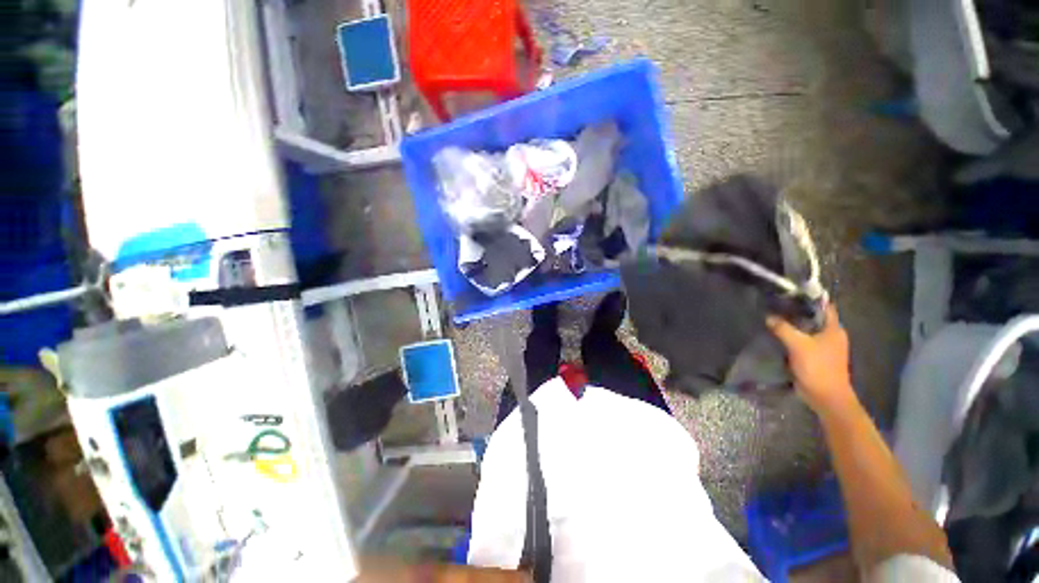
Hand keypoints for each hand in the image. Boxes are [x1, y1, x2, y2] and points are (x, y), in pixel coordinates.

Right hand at [767, 303, 856, 414]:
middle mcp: (831, 335)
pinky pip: (802, 341)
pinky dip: (791, 337)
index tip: (790, 292)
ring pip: (807, 330)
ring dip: (793, 325)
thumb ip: (783, 329)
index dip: (809, 297)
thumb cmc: (818, 367)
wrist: (825, 397)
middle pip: (813, 318)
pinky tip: (777, 335)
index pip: (824, 306)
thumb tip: (768, 316)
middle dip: (797, 311)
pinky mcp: (814, 357)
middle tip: (776, 304)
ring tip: (774, 317)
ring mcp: (824, 347)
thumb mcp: (798, 345)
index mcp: (834, 329)